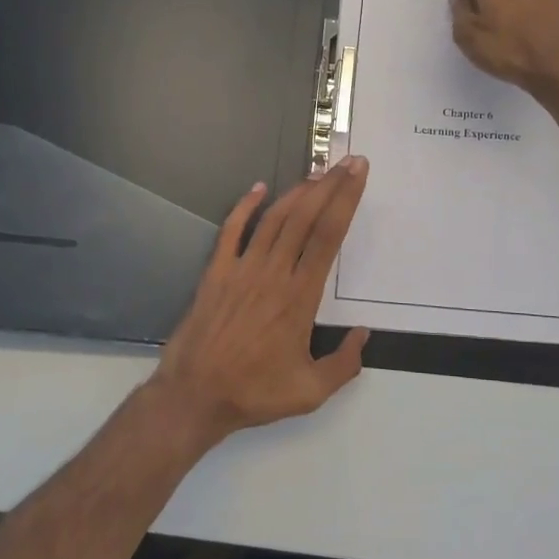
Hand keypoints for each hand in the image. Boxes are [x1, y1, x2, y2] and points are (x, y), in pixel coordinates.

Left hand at [150, 158, 371, 442]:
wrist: (194, 396)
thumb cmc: (254, 393)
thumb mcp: (311, 392)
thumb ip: (344, 364)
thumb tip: (364, 334)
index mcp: (300, 297)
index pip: (329, 236)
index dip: (345, 201)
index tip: (358, 175)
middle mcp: (273, 273)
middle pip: (305, 217)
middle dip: (329, 185)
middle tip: (348, 162)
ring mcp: (242, 269)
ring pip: (274, 218)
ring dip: (297, 192)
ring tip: (316, 173)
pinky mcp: (216, 272)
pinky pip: (231, 230)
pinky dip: (245, 206)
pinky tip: (258, 188)